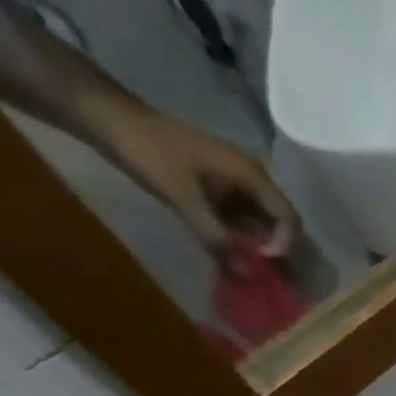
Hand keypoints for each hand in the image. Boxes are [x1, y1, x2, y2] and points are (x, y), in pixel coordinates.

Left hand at [97, 103, 300, 259]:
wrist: (106, 117)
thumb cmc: (148, 152)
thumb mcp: (183, 198)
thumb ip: (216, 238)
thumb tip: (247, 277)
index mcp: (251, 174)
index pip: (288, 217)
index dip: (284, 244)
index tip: (264, 262)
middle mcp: (251, 177)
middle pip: (279, 221)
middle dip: (276, 250)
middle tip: (265, 276)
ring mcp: (234, 181)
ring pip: (260, 221)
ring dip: (257, 246)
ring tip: (247, 269)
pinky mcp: (218, 186)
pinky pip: (240, 217)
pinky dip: (239, 237)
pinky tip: (230, 253)